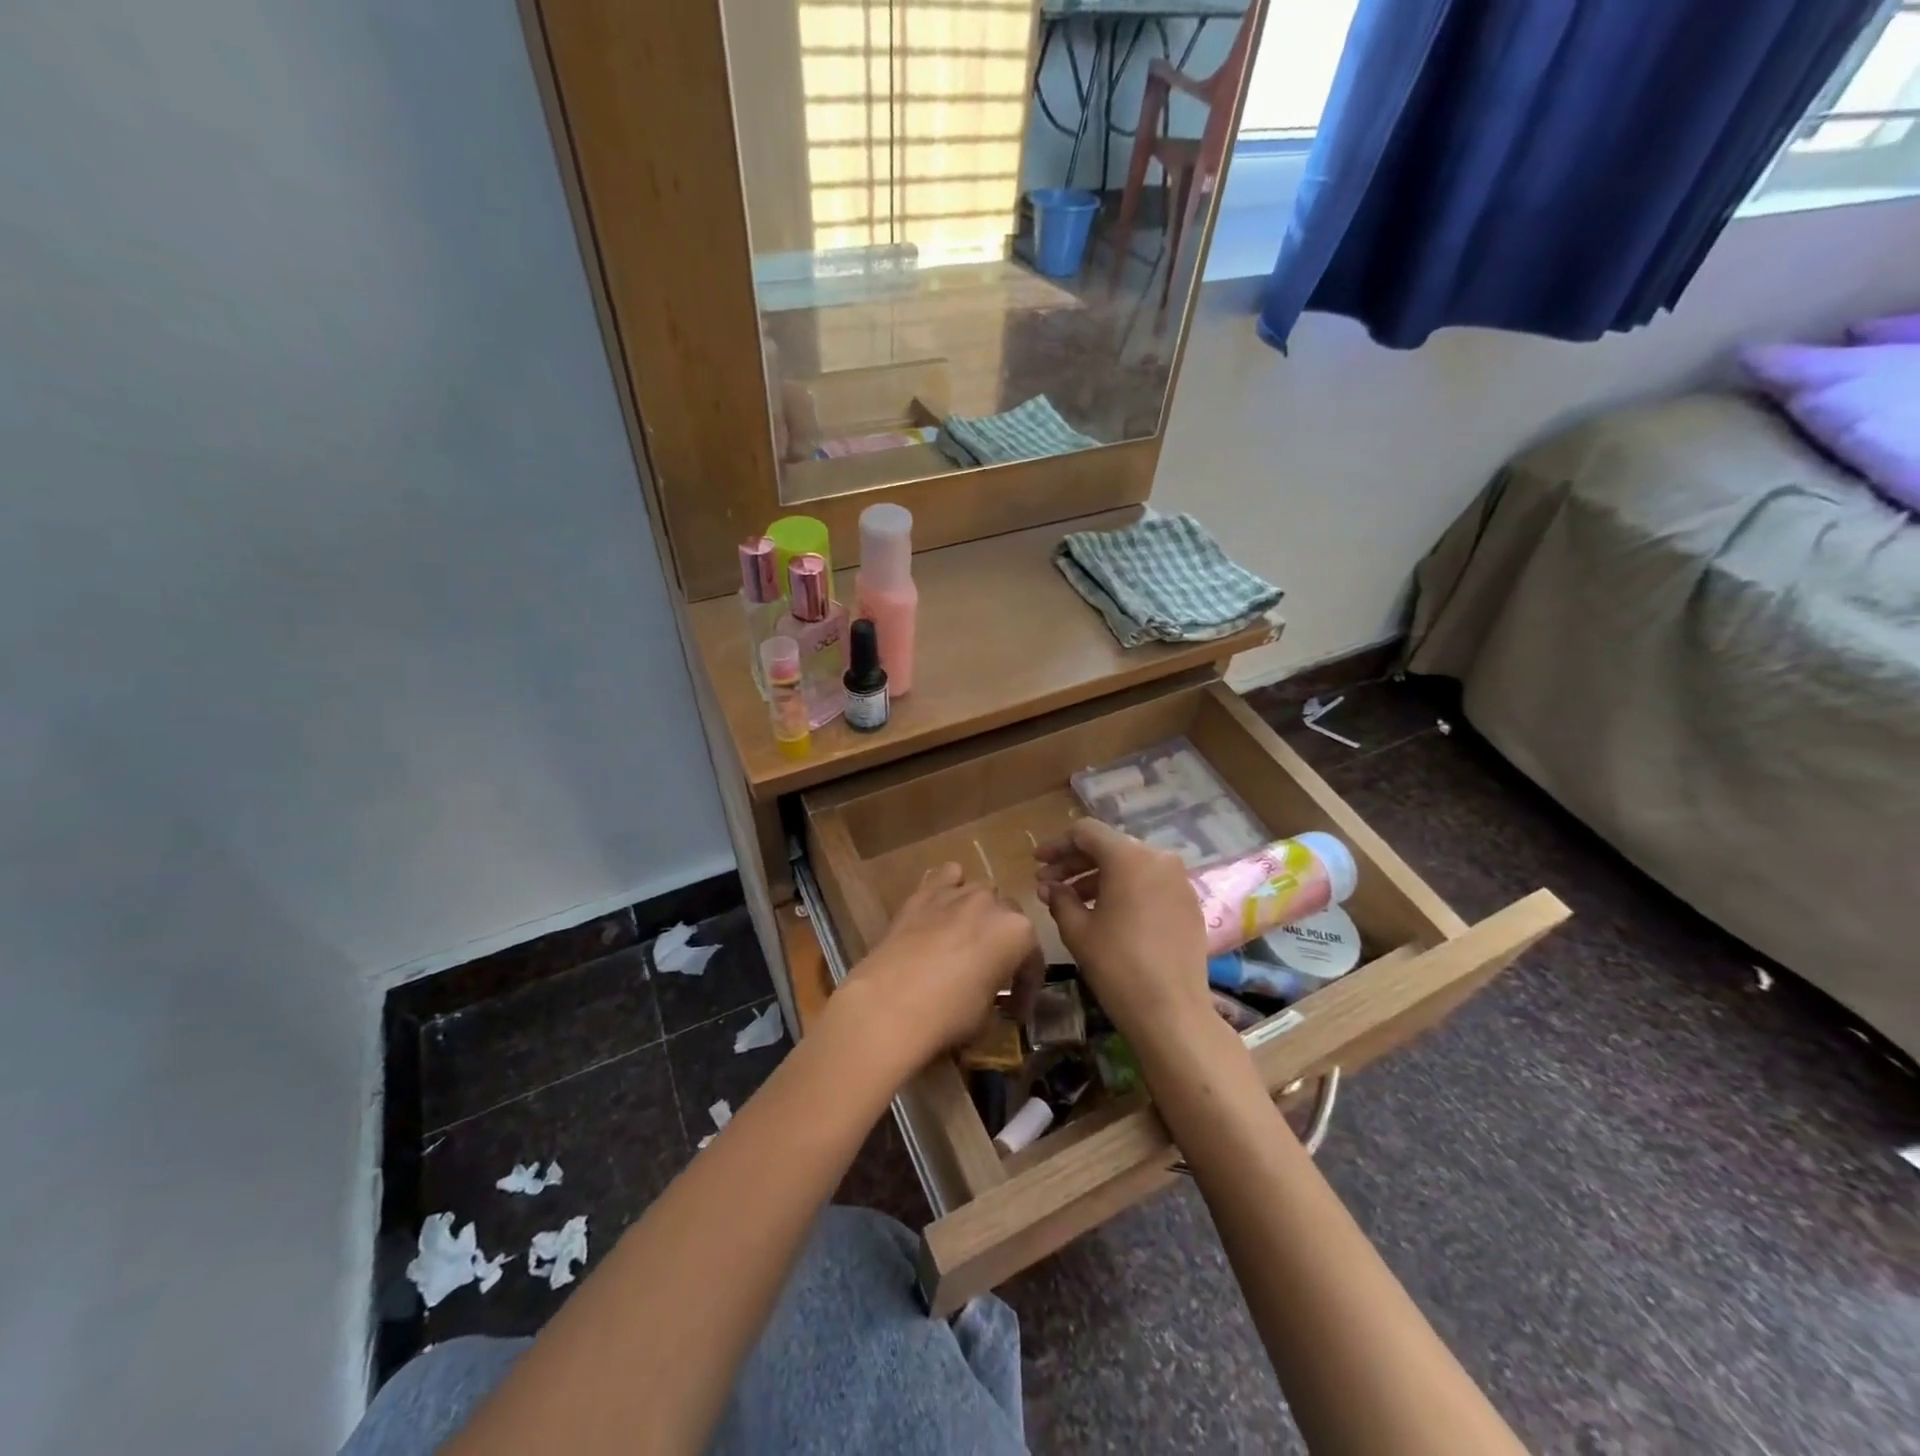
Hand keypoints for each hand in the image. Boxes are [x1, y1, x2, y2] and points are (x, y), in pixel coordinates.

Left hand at [831, 863, 1037, 1078]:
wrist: (888, 1007)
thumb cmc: (948, 1016)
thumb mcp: (987, 1015)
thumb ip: (996, 992)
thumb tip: (988, 994)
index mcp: (1018, 932)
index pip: (1032, 958)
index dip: (1025, 987)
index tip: (1014, 1011)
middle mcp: (991, 904)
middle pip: (1008, 917)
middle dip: (1003, 943)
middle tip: (989, 973)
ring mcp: (955, 894)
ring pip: (979, 891)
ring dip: (978, 913)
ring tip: (965, 939)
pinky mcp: (922, 894)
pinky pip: (944, 877)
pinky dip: (948, 887)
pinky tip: (942, 907)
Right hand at [1035, 818, 1212, 1044]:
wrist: (1172, 1012)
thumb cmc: (1117, 965)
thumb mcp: (1077, 930)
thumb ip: (1059, 898)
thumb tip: (1049, 886)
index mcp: (1129, 856)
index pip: (1086, 832)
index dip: (1057, 845)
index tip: (1037, 863)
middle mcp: (1158, 858)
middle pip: (1109, 847)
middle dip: (1075, 863)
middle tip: (1048, 883)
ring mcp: (1178, 880)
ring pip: (1130, 865)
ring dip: (1097, 877)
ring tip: (1070, 901)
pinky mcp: (1189, 903)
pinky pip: (1150, 883)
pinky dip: (1124, 890)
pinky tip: (1104, 912)